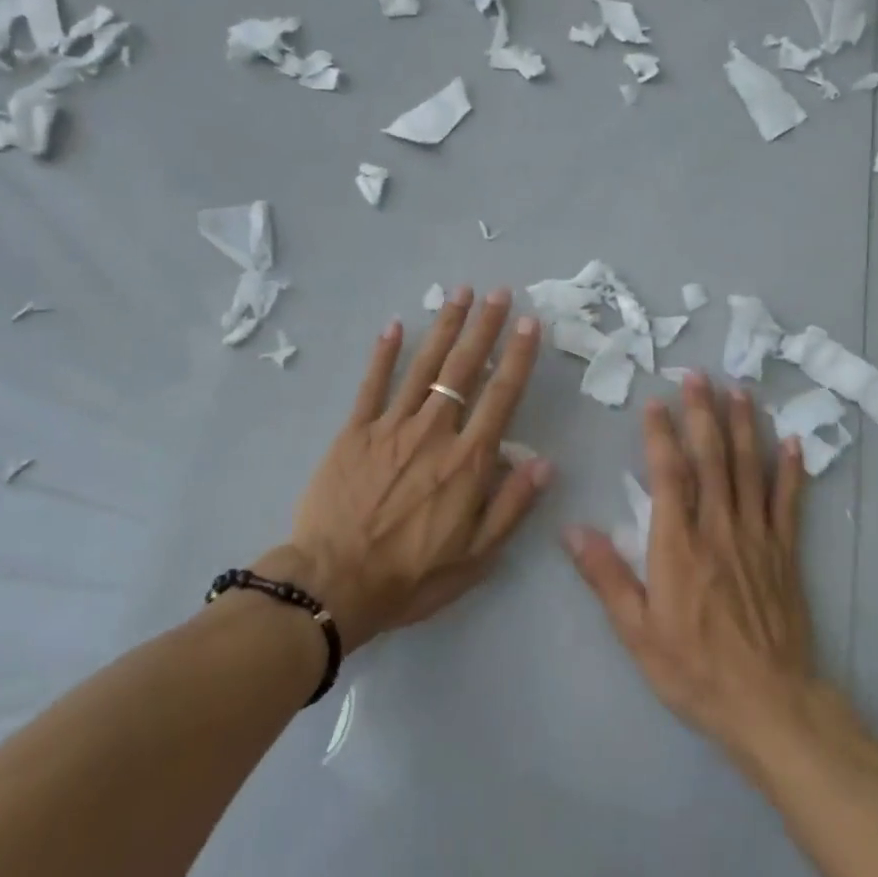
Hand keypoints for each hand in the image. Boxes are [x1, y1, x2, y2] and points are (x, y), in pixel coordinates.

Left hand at [270, 287, 550, 652]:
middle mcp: (434, 432)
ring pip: (424, 367)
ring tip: (461, 294)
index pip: (501, 396)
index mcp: (468, 461)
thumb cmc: (411, 575)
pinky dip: (384, 354)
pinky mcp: (354, 432)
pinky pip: (372, 385)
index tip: (528, 323)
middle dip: (484, 327)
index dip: (517, 356)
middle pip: (464, 368)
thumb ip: (511, 505)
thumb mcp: (476, 556)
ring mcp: (391, 427)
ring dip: (444, 327)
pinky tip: (395, 325)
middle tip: (498, 292)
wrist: (333, 584)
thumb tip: (544, 462)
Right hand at [565, 374, 817, 758]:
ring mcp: (757, 537)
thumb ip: (607, 576)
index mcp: (679, 545)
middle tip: (698, 375)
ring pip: (750, 469)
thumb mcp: (637, 632)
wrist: (769, 705)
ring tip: (740, 391)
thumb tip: (572, 529)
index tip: (656, 402)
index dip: (661, 435)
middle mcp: (719, 528)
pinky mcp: (785, 553)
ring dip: (744, 427)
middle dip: (702, 414)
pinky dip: (792, 470)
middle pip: (712, 459)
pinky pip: (789, 503)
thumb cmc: (694, 669)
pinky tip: (794, 442)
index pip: (669, 475)